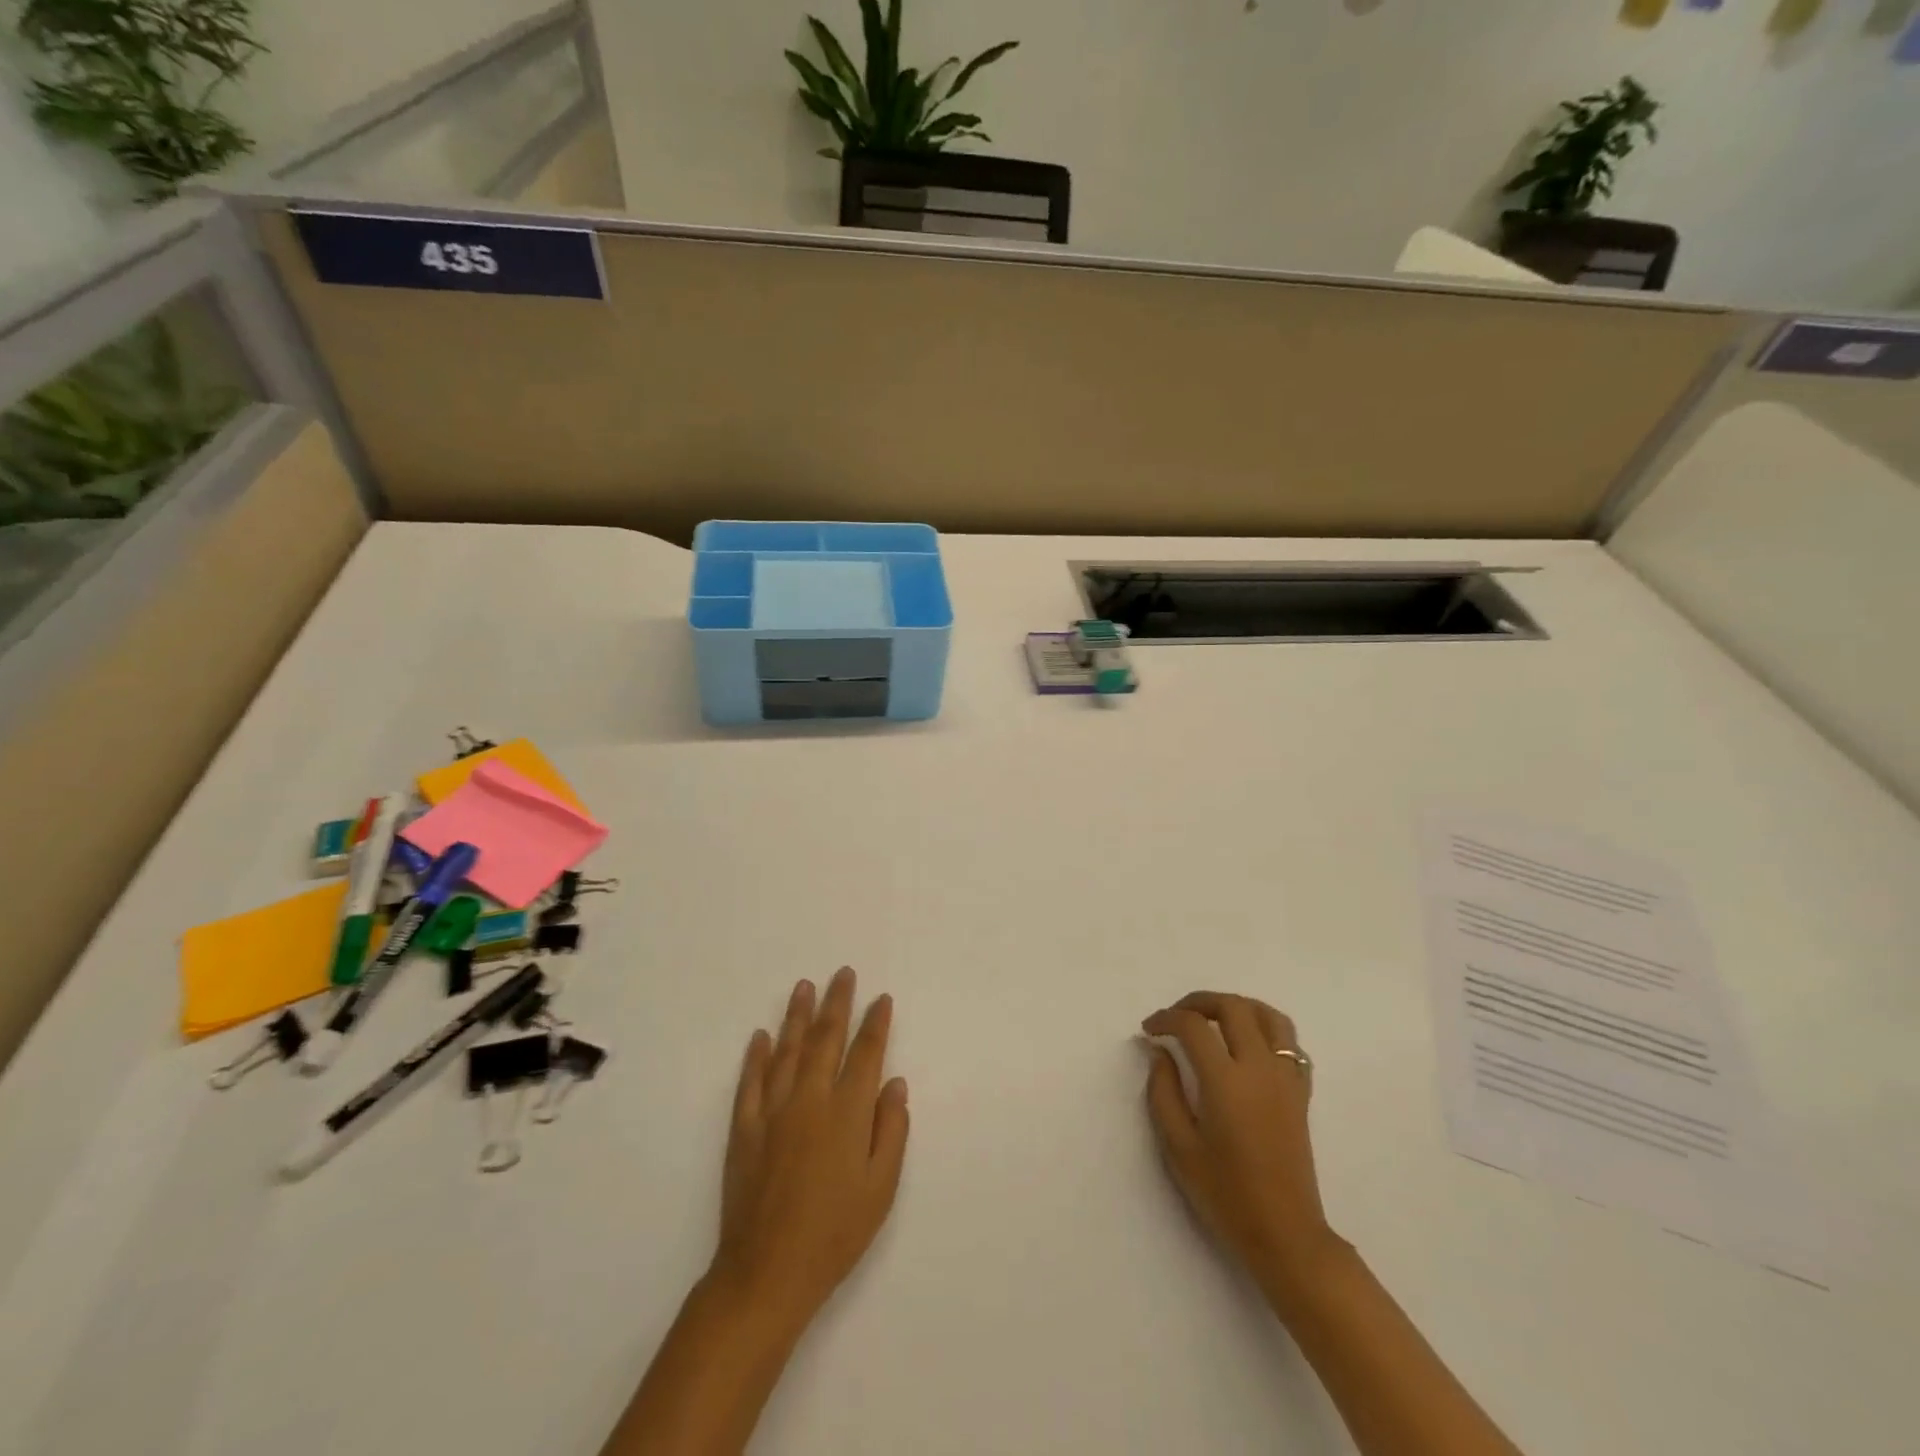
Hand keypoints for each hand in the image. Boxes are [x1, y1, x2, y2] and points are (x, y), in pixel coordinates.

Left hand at [711, 967, 909, 1328]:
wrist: (767, 1273)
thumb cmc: (835, 1234)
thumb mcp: (881, 1188)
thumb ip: (891, 1130)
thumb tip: (895, 1084)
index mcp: (847, 1113)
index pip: (865, 1054)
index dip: (875, 1024)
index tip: (881, 999)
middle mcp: (809, 1099)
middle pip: (825, 1039)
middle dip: (837, 1003)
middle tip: (843, 974)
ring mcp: (772, 1111)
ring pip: (787, 1050)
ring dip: (797, 1015)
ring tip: (804, 986)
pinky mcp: (744, 1128)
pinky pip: (750, 1081)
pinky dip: (756, 1056)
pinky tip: (761, 1036)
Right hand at [1142, 992, 1340, 1304]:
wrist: (1285, 1234)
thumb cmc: (1225, 1194)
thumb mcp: (1179, 1147)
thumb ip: (1163, 1092)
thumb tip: (1160, 1053)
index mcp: (1226, 1081)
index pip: (1193, 1026)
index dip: (1166, 1019)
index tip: (1149, 1030)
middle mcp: (1259, 1068)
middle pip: (1233, 1007)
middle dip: (1199, 1002)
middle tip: (1176, 1017)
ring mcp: (1286, 1078)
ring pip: (1268, 1016)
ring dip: (1237, 1007)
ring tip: (1214, 1020)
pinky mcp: (1301, 1092)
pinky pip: (1289, 1042)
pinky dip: (1266, 1029)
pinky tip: (1247, 1045)